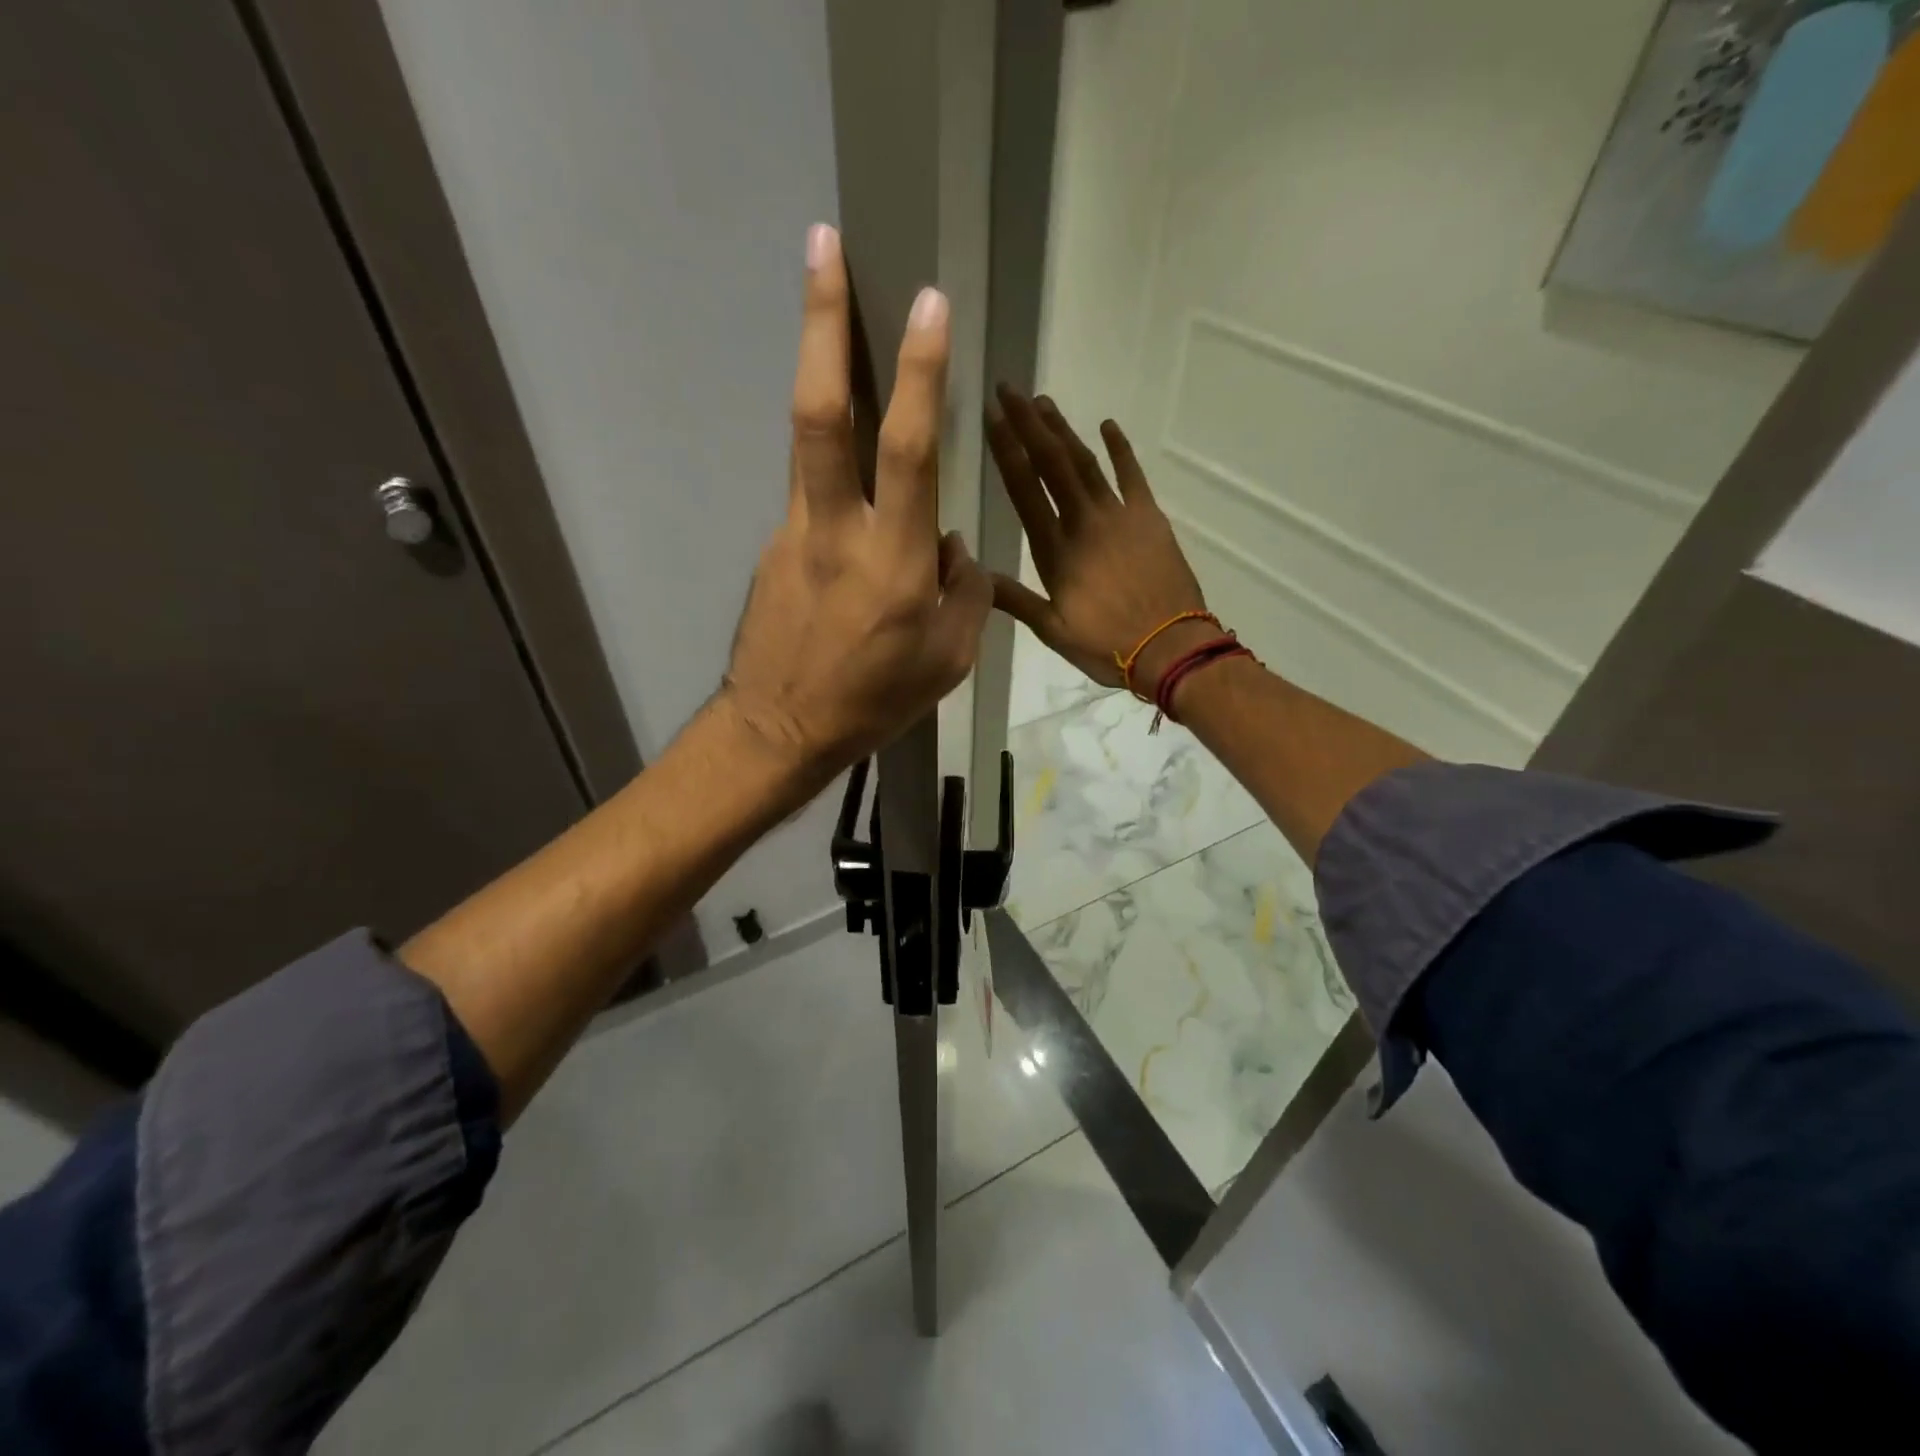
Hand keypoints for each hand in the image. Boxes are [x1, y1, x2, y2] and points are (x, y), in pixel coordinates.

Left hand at [721, 224, 992, 779]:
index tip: (928, 303)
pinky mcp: (773, 545)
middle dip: (820, 321)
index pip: (908, 449)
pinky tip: (852, 512)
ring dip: (818, 369)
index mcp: (893, 562)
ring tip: (828, 311)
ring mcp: (793, 533)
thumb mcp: (949, 659)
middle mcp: (837, 531)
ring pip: (808, 441)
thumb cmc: (875, 701)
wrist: (780, 731)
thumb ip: (963, 591)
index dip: (919, 372)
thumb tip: (949, 543)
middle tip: (820, 243)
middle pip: (820, 412)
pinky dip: (837, 481)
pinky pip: (814, 497)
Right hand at [985, 387, 1209, 696]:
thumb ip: (1014, 600)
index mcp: (1054, 551)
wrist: (1170, 647)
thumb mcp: (1052, 630)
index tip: (990, 417)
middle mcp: (1083, 522)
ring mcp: (1119, 515)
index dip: (1006, 450)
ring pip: (1085, 462)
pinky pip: (1132, 475)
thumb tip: (973, 576)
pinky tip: (1107, 426)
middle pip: (1051, 463)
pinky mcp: (1149, 517)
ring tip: (1042, 402)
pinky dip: (1119, 449)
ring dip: (1063, 430)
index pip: (1024, 489)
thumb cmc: (1106, 644)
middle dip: (1027, 424)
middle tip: (1009, 391)